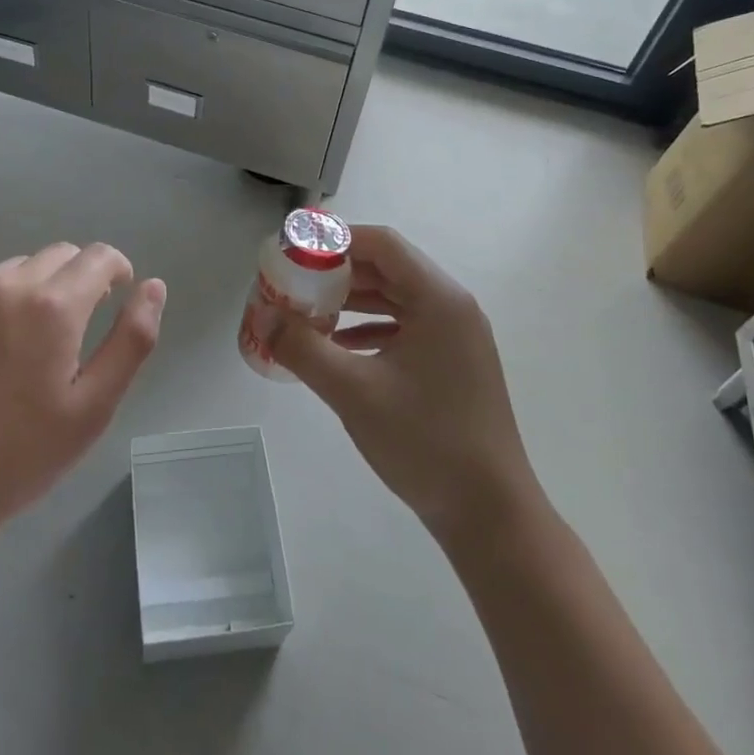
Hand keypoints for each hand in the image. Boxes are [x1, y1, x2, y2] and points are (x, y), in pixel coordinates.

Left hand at [0, 243, 165, 544]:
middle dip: (79, 277)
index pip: (98, 257)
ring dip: (36, 286)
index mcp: (53, 307)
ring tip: (29, 337)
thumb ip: (132, 340)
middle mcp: (8, 285)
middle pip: (59, 254)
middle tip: (76, 326)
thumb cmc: (20, 454)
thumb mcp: (94, 406)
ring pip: (17, 267)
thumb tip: (153, 287)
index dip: (117, 271)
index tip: (116, 297)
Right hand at [271, 225, 538, 543]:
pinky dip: (369, 329)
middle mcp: (452, 307)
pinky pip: (405, 327)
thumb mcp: (353, 391)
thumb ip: (303, 348)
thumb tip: (264, 316)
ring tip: (305, 313)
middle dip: (337, 274)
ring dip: (351, 302)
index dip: (336, 240)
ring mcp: (456, 336)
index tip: (294, 252)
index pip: (382, 243)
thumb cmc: (425, 442)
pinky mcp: (452, 363)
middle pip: (388, 268)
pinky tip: (337, 348)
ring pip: (395, 299)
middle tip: (292, 285)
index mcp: (439, 299)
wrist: (490, 514)